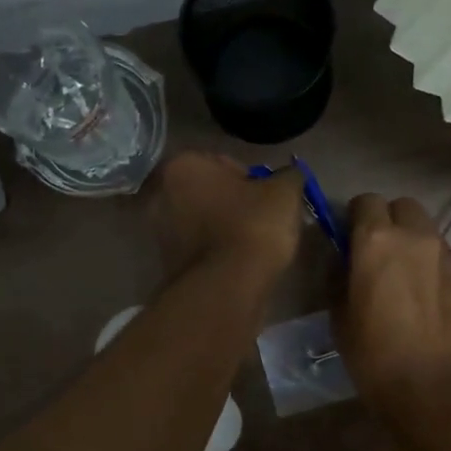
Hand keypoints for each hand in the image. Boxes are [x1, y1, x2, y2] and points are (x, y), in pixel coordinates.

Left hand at [153, 151, 305, 281]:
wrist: (227, 288)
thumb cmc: (252, 227)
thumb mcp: (284, 192)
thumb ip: (289, 176)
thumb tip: (290, 175)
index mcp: (184, 166)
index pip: (224, 163)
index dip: (252, 180)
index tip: (268, 200)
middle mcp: (162, 194)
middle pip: (209, 193)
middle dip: (234, 204)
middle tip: (263, 221)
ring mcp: (159, 232)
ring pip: (203, 222)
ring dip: (224, 229)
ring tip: (254, 246)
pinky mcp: (167, 264)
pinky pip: (199, 249)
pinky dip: (217, 253)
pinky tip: (238, 264)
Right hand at [336, 194, 450, 420]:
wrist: (435, 392)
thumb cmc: (374, 357)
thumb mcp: (339, 317)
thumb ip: (340, 276)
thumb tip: (343, 260)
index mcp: (377, 241)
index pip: (365, 201)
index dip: (354, 218)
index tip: (348, 240)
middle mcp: (416, 238)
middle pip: (403, 207)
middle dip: (388, 221)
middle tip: (377, 254)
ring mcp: (449, 257)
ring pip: (427, 232)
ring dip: (412, 244)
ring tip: (403, 279)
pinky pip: (445, 260)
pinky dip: (432, 269)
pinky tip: (426, 301)